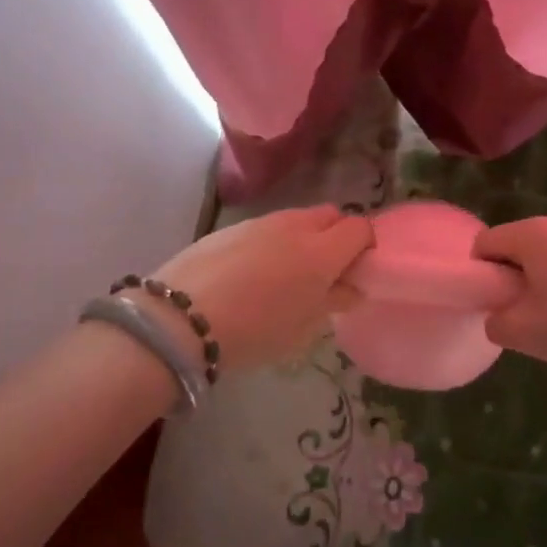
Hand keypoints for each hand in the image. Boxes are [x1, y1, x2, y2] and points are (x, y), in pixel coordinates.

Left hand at [151, 205, 372, 372]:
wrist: (181, 318)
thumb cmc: (254, 331)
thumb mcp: (302, 328)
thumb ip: (333, 301)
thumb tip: (351, 288)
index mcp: (322, 252)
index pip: (360, 228)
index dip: (364, 246)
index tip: (356, 271)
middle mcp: (297, 227)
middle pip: (331, 215)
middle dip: (336, 235)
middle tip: (325, 271)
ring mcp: (262, 222)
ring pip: (298, 218)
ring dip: (303, 237)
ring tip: (286, 273)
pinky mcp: (232, 226)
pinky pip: (267, 226)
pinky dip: (273, 241)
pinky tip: (252, 271)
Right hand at [472, 212, 546, 371]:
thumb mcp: (520, 332)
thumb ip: (494, 321)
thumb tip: (499, 315)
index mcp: (531, 233)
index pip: (485, 243)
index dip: (482, 274)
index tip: (496, 303)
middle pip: (515, 244)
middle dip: (511, 275)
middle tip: (523, 312)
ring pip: (544, 252)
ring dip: (539, 278)